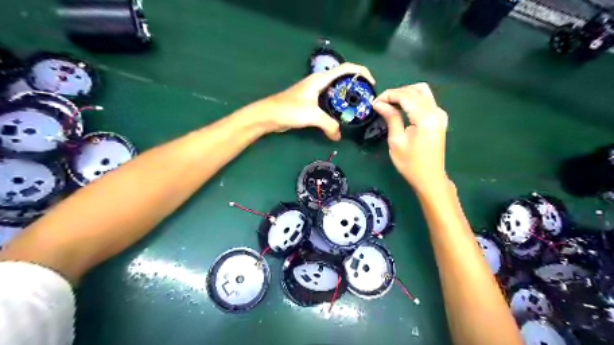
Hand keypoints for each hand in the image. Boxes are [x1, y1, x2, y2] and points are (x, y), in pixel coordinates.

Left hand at [258, 61, 373, 139]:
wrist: (268, 116)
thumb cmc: (289, 110)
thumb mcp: (312, 115)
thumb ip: (329, 125)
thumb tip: (338, 136)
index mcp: (321, 79)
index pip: (346, 68)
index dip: (362, 72)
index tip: (372, 84)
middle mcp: (319, 82)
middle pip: (343, 79)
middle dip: (357, 87)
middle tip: (366, 100)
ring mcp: (315, 92)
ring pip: (336, 91)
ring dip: (347, 98)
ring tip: (357, 109)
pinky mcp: (311, 102)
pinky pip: (329, 102)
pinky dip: (337, 107)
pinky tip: (341, 116)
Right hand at [372, 83, 449, 191]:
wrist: (430, 178)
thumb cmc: (410, 164)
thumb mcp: (396, 141)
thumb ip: (391, 118)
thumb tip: (379, 103)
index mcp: (425, 117)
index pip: (405, 96)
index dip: (388, 95)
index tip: (374, 103)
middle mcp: (436, 111)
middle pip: (415, 90)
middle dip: (396, 93)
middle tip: (380, 104)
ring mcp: (440, 114)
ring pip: (422, 91)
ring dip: (405, 94)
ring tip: (390, 104)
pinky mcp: (439, 118)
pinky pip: (426, 100)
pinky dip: (412, 99)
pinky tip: (402, 107)